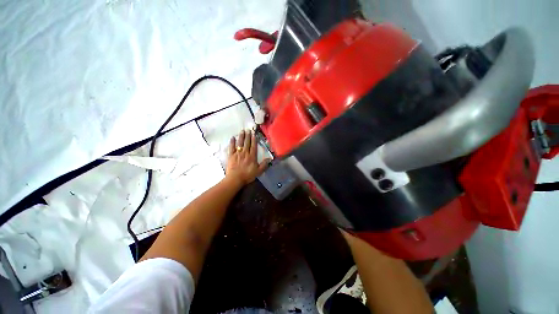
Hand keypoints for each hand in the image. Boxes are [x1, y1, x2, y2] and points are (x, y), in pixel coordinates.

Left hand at [226, 130, 270, 184]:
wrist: (235, 178)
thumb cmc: (247, 175)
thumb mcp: (258, 171)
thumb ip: (264, 165)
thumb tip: (269, 159)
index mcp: (252, 156)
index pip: (253, 146)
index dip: (254, 139)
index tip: (254, 134)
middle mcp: (245, 153)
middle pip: (247, 143)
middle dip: (248, 136)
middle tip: (248, 129)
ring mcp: (237, 153)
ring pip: (240, 143)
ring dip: (241, 137)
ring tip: (242, 131)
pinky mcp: (231, 155)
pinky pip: (232, 147)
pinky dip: (232, 142)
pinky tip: (232, 137)